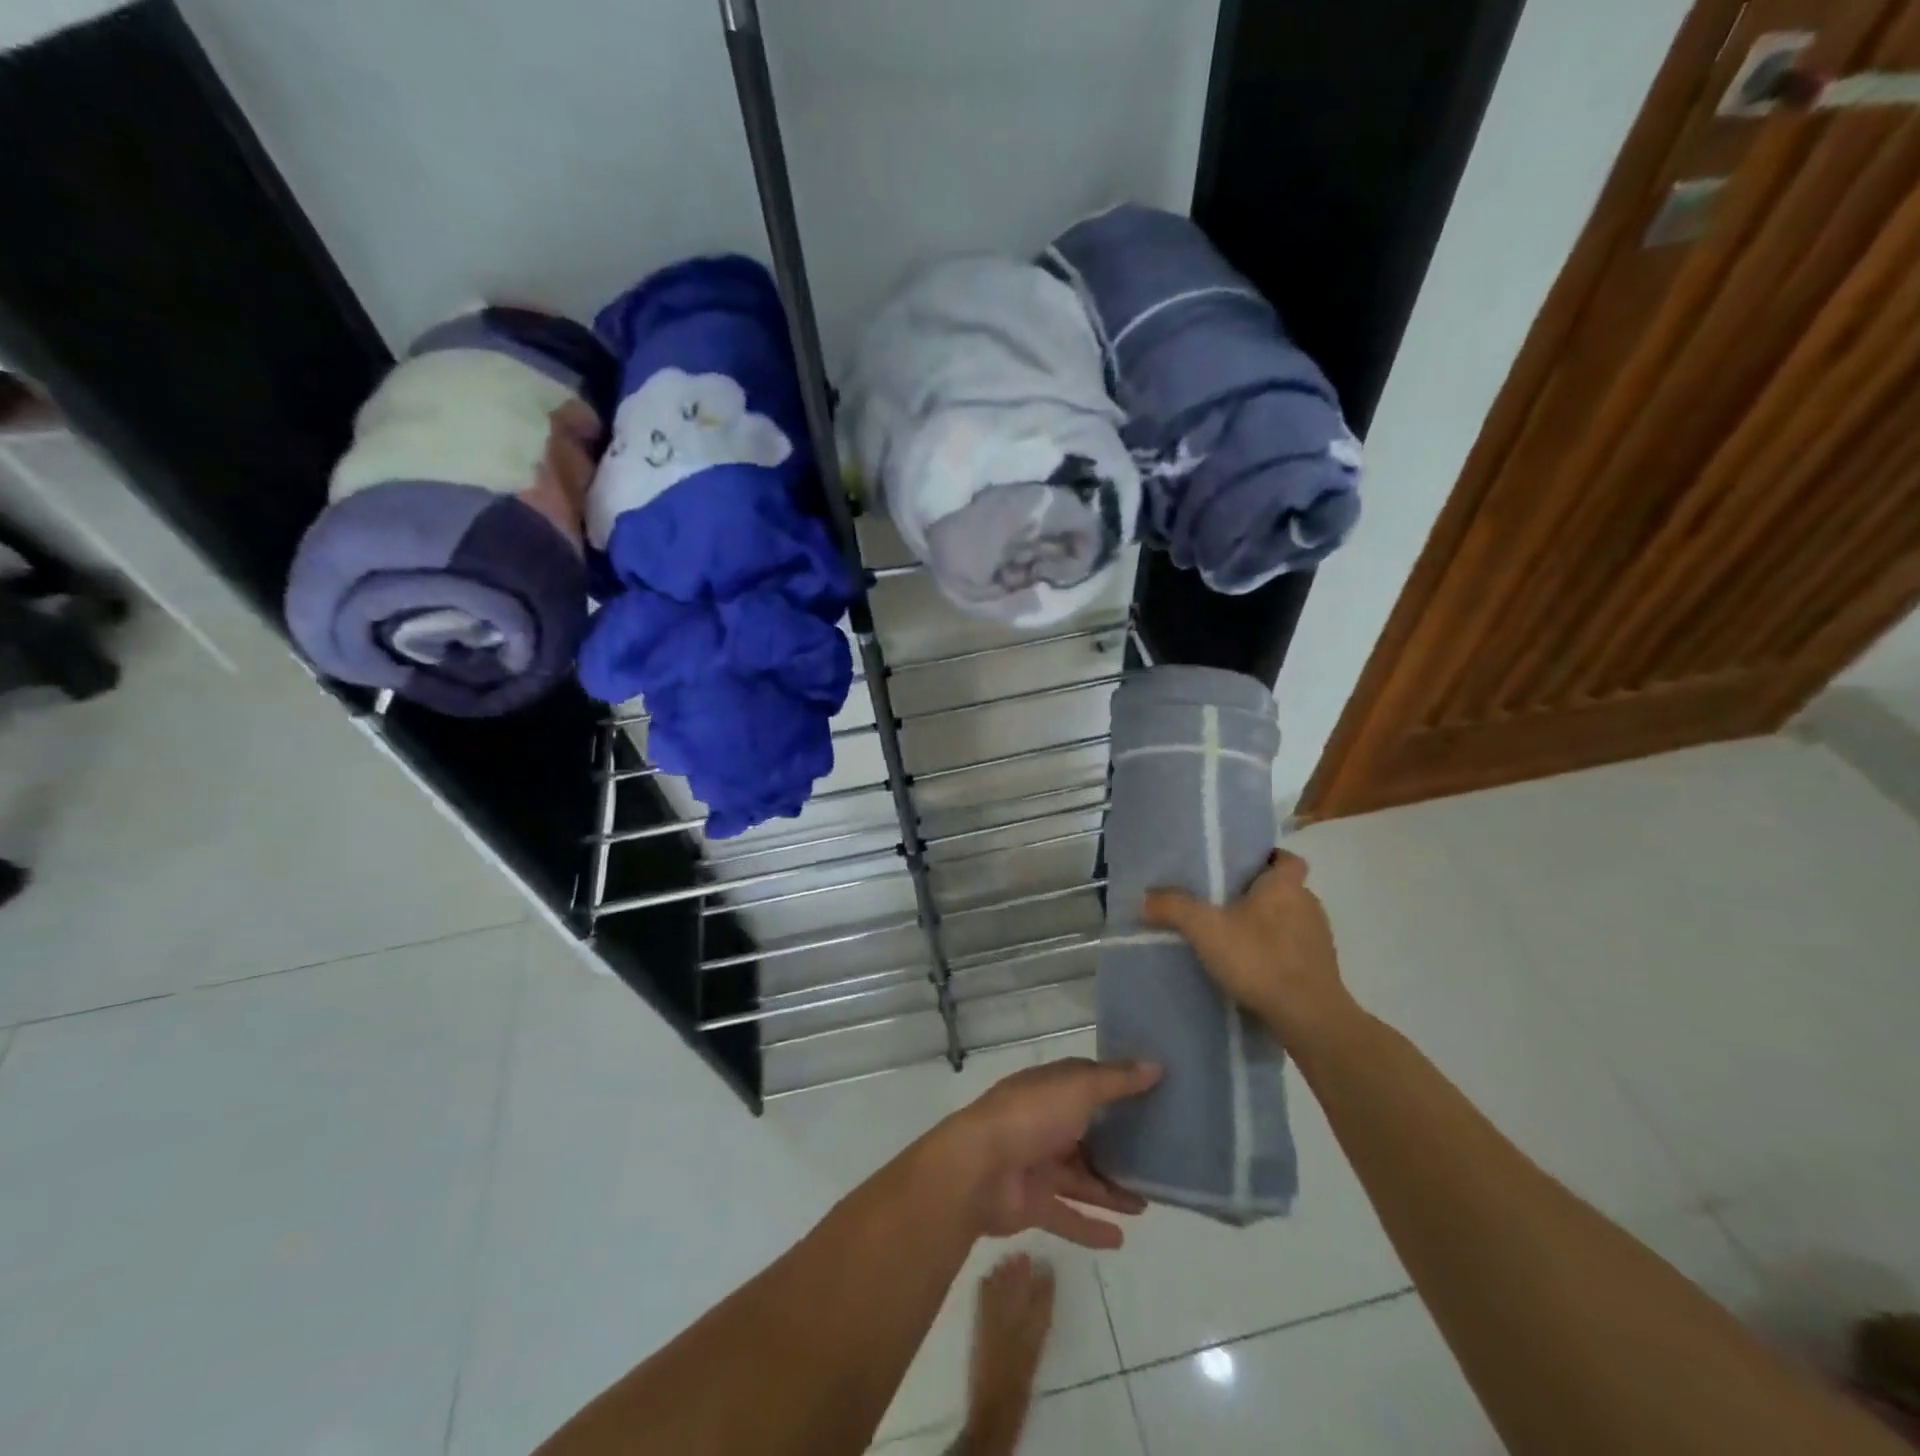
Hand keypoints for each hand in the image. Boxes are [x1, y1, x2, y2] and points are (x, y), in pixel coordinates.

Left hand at [943, 1058, 1161, 1249]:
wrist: (978, 1169)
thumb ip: (1116, 1080)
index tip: (1152, 1093)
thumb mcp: (1078, 1087)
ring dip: (1110, 1189)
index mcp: (1049, 1090)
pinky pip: (1068, 1216)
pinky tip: (1122, 1238)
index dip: (1115, 1086)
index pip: (1086, 1083)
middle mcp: (1043, 1123)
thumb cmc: (1030, 1116)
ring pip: (1081, 1177)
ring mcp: (1037, 1164)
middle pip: (1086, 1133)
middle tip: (1157, 1158)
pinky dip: (1092, 1227)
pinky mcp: (1033, 1204)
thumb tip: (1156, 1065)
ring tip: (1147, 1202)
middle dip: (1117, 1145)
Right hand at [1142, 848, 1354, 1041]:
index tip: (1242, 867)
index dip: (1268, 858)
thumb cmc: (1259, 958)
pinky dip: (1276, 954)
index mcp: (1285, 885)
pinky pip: (1295, 951)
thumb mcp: (1205, 929)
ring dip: (1268, 926)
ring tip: (1234, 937)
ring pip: (1291, 921)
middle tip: (1224, 902)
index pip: (1286, 858)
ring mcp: (1319, 939)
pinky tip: (1252, 968)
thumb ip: (1174, 908)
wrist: (1308, 1017)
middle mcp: (1308, 904)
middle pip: (1285, 890)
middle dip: (1259, 895)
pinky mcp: (1322, 970)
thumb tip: (1143, 897)